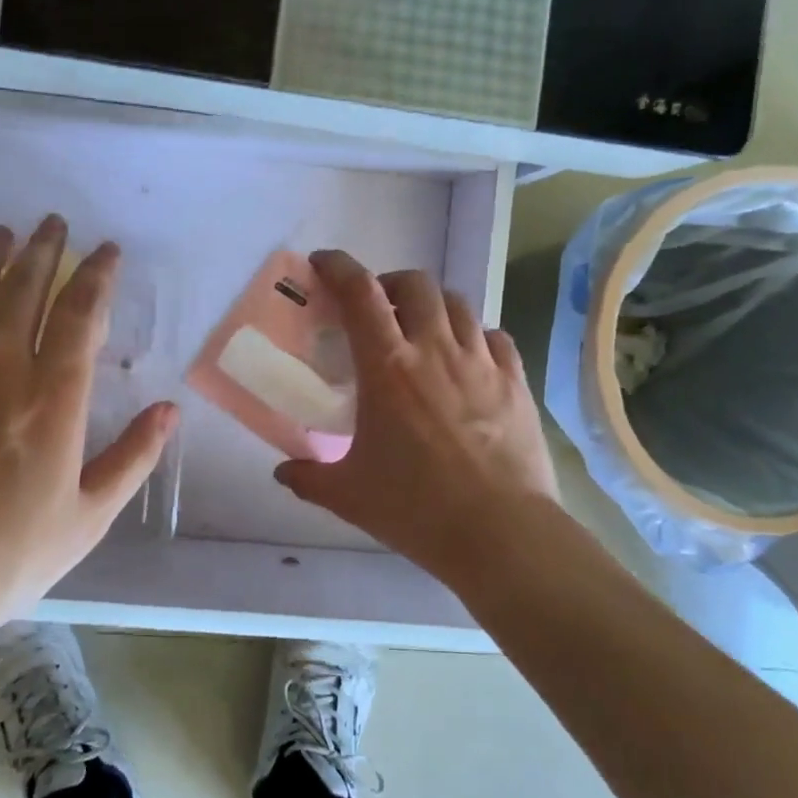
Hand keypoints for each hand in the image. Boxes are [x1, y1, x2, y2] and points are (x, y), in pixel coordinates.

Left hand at [0, 216, 177, 633]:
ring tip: (2, 232)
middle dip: (43, 249)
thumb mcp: (88, 518)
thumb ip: (133, 458)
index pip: (81, 314)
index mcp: (54, 398)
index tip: (106, 250)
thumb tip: (170, 410)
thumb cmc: (7, 557)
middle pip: (25, 290)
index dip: (97, 274)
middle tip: (52, 222)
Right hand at [273, 250, 561, 597]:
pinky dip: (474, 335)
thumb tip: (282, 472)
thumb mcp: (348, 495)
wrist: (501, 533)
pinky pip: (494, 336)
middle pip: (415, 283)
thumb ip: (308, 478)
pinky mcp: (516, 381)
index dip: (338, 267)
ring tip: (421, 329)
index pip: (359, 293)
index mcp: (387, 367)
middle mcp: (435, 350)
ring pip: (457, 303)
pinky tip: (467, 359)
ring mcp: (481, 362)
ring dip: (432, 305)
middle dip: (390, 283)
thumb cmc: (416, 508)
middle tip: (376, 307)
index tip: (323, 264)